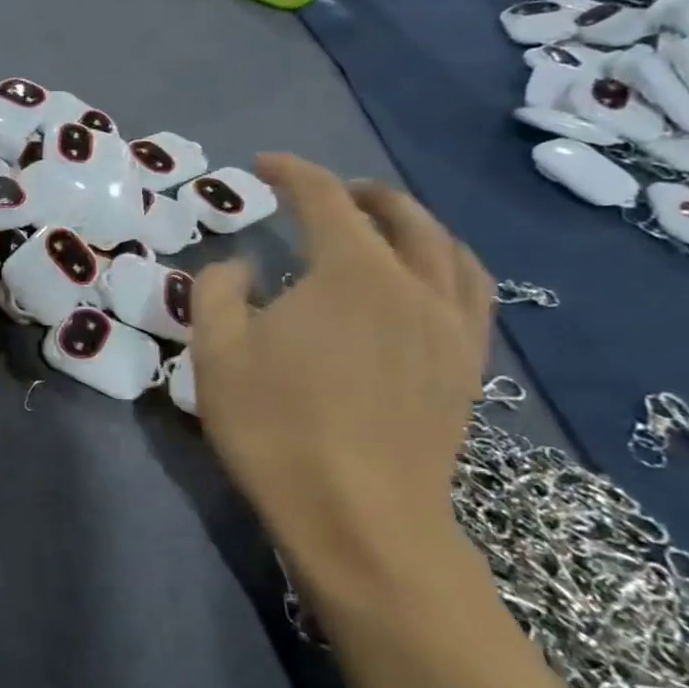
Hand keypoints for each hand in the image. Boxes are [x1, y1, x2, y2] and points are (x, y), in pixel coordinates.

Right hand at [188, 155, 493, 607]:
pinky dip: (448, 264)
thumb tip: (241, 268)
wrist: (362, 521)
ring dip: (412, 221)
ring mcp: (451, 327)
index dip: (292, 172)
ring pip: (447, 250)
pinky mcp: (466, 367)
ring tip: (384, 221)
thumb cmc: (277, 429)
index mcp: (352, 272)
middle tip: (324, 190)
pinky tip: (426, 280)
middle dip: (358, 192)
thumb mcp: (217, 351)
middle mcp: (414, 285)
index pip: (324, 198)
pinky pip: (471, 292)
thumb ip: (218, 290)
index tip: (263, 166)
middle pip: (399, 215)